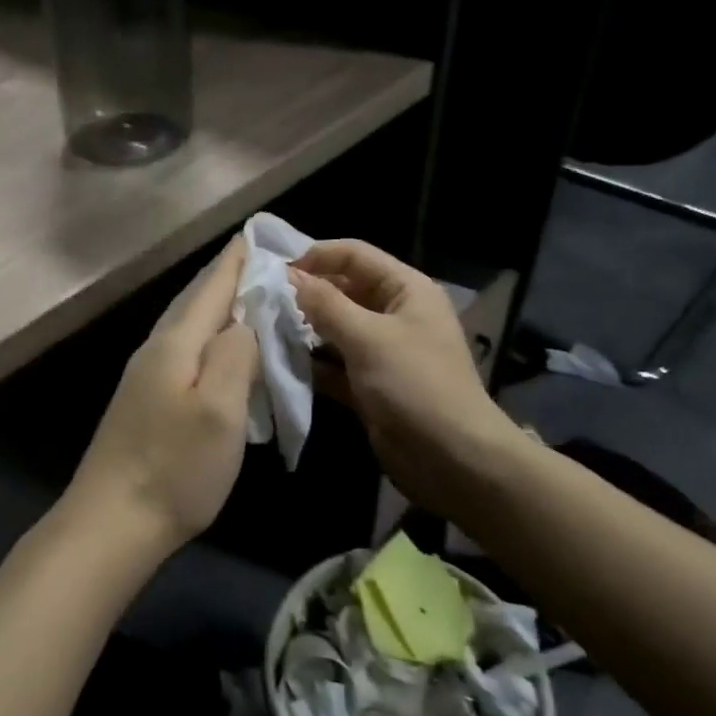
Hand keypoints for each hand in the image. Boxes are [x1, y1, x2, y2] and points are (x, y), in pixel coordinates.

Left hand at [63, 236, 259, 554]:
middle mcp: (155, 351)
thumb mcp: (220, 410)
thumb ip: (235, 355)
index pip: (210, 289)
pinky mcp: (143, 402)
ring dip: (213, 307)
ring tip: (241, 297)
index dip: (234, 262)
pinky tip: (214, 351)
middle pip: (193, 302)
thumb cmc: (174, 468)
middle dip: (224, 278)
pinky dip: (204, 338)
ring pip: (184, 326)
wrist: (111, 523)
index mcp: (174, 345)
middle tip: (256, 260)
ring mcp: (144, 378)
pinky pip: (181, 352)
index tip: (254, 234)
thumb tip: (243, 321)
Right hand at [290, 240, 530, 515]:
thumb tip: (290, 276)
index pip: (355, 255)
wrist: (452, 459)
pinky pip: (335, 364)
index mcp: (406, 289)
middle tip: (263, 302)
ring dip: (304, 329)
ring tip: (264, 329)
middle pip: (343, 290)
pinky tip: (281, 362)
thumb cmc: (414, 385)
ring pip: (336, 328)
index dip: (317, 256)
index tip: (275, 270)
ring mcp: (383, 351)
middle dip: (306, 294)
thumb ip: (325, 304)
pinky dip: (312, 363)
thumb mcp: (368, 338)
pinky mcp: (370, 384)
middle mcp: (395, 314)